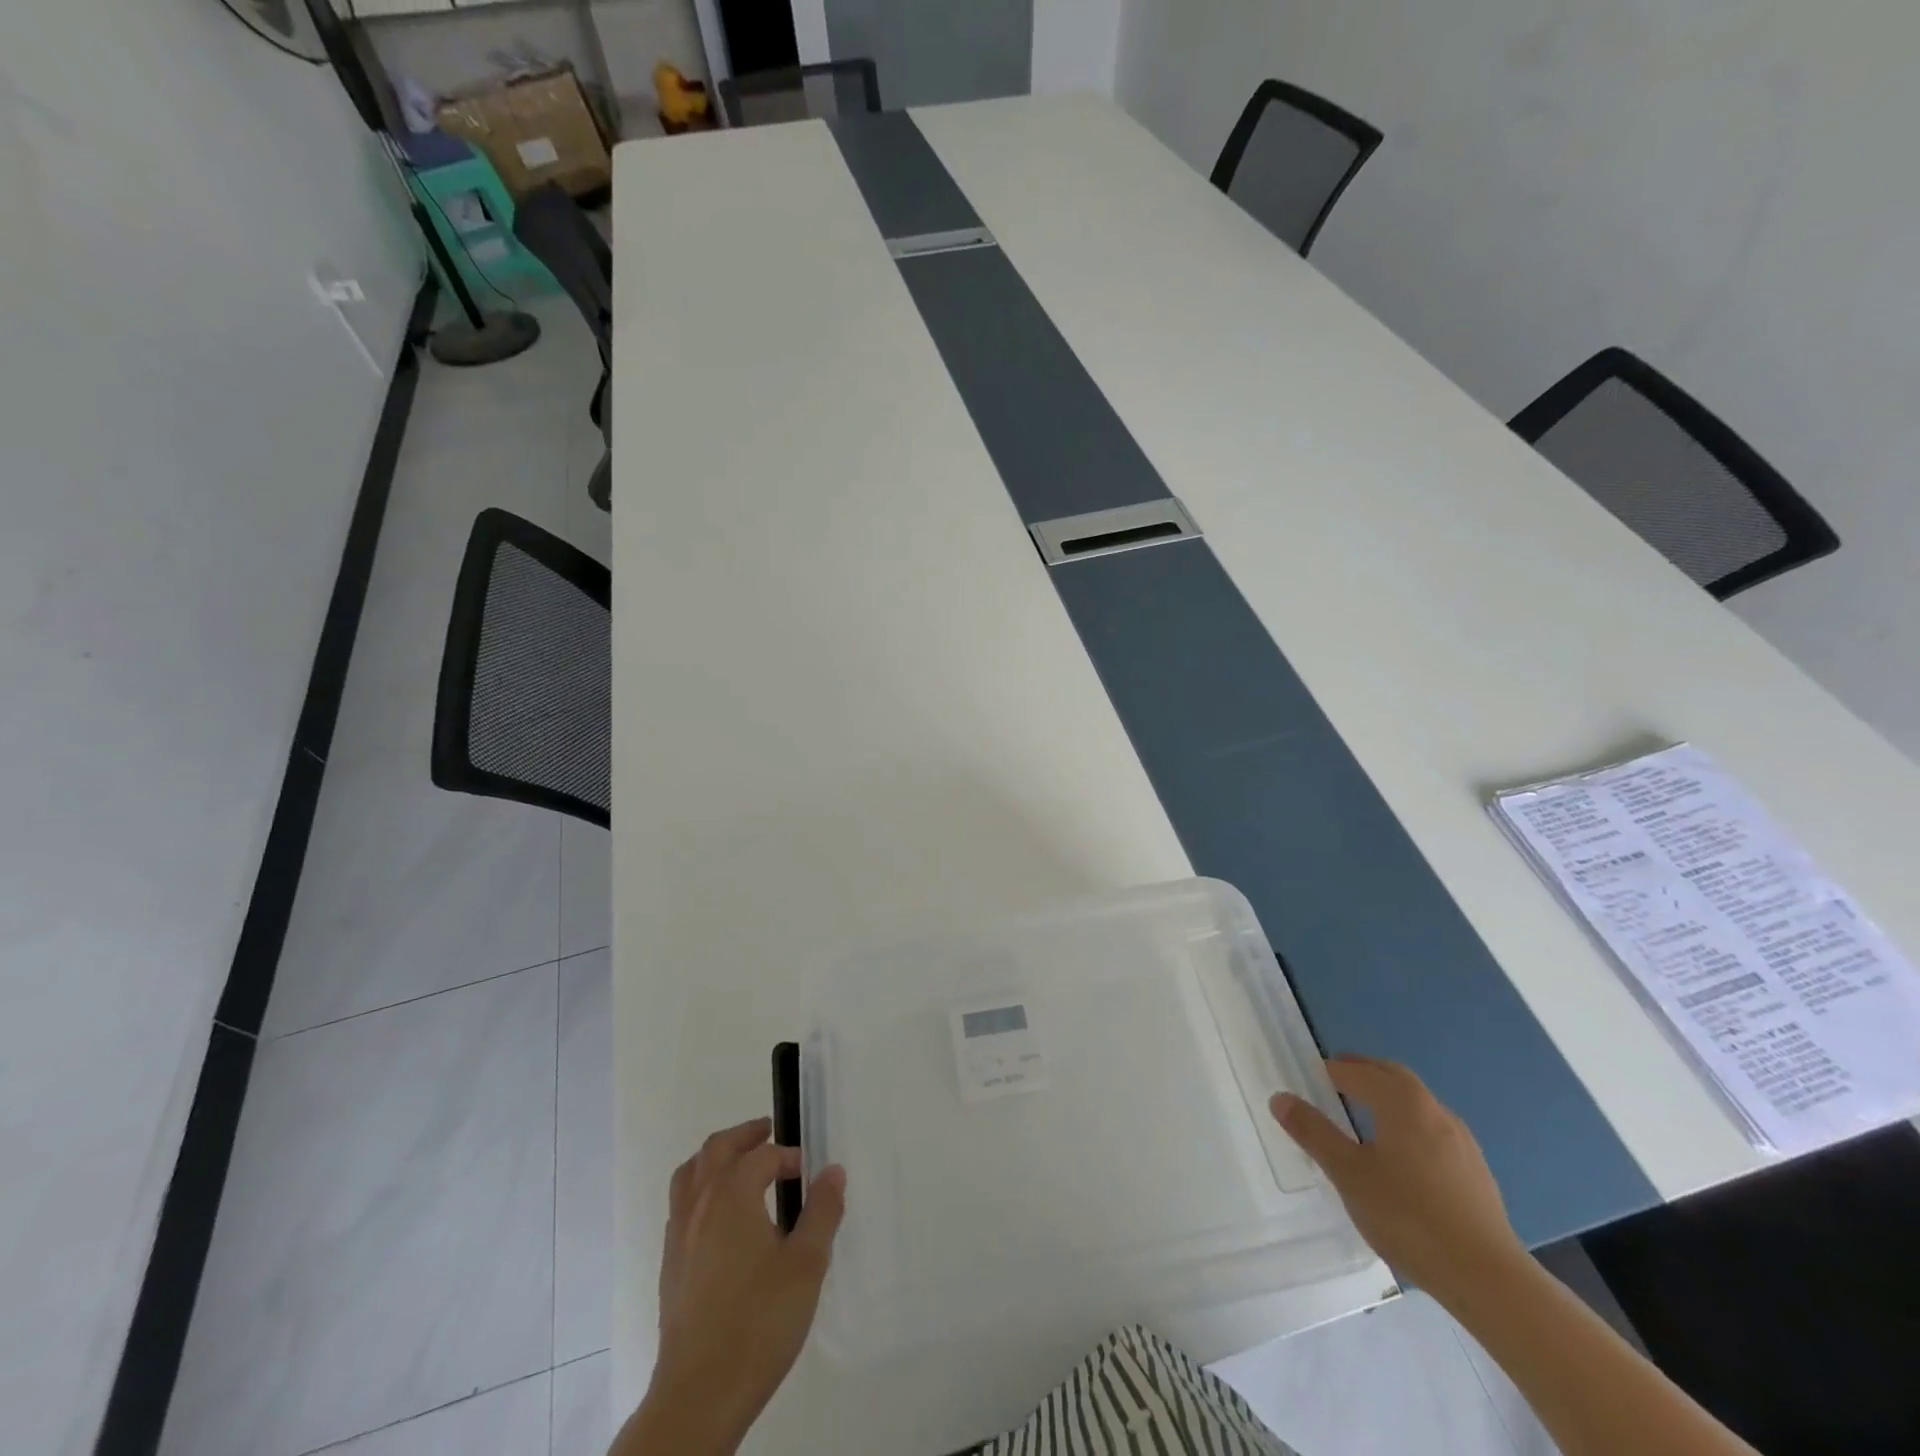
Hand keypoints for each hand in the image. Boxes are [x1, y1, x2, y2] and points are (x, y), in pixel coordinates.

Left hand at [621, 1118, 845, 1455]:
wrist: (699, 1394)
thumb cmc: (759, 1321)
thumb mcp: (807, 1264)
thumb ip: (822, 1211)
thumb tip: (832, 1171)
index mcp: (731, 1195)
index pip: (762, 1156)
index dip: (788, 1157)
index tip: (810, 1173)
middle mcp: (699, 1205)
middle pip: (716, 1149)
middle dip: (745, 1136)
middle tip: (769, 1134)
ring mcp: (678, 1236)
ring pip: (690, 1175)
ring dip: (716, 1160)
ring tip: (741, 1166)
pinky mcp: (669, 1267)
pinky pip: (682, 1206)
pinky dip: (701, 1191)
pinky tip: (722, 1220)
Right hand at [1270, 1055, 1524, 1302]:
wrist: (1488, 1279)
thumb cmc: (1408, 1216)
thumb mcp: (1348, 1174)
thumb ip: (1313, 1132)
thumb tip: (1280, 1098)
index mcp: (1402, 1102)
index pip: (1359, 1072)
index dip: (1333, 1071)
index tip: (1312, 1076)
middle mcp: (1434, 1110)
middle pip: (1394, 1077)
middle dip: (1364, 1072)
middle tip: (1337, 1078)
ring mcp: (1461, 1141)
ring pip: (1418, 1103)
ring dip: (1389, 1097)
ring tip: (1366, 1114)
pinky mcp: (1475, 1172)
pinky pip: (1433, 1130)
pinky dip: (1409, 1124)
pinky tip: (1403, 1156)